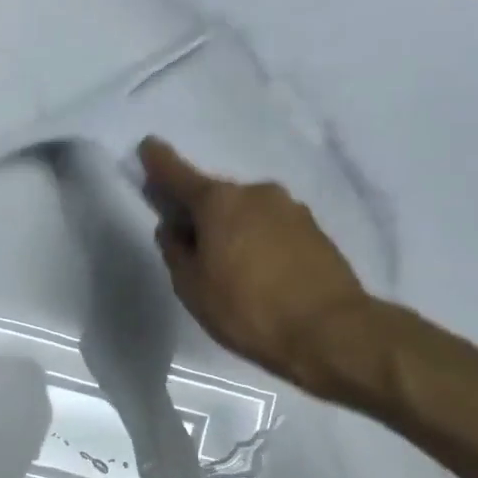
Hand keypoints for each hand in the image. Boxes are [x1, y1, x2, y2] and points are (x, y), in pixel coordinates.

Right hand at [138, 137, 386, 403]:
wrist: (329, 331)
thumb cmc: (247, 309)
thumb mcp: (193, 288)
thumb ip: (176, 252)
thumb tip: (173, 228)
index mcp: (220, 202)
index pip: (180, 175)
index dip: (160, 163)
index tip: (148, 146)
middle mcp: (256, 193)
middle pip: (216, 196)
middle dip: (199, 212)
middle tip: (188, 241)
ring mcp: (291, 209)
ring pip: (246, 212)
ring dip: (231, 228)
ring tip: (226, 266)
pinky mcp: (314, 230)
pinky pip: (271, 227)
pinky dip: (257, 240)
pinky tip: (256, 270)